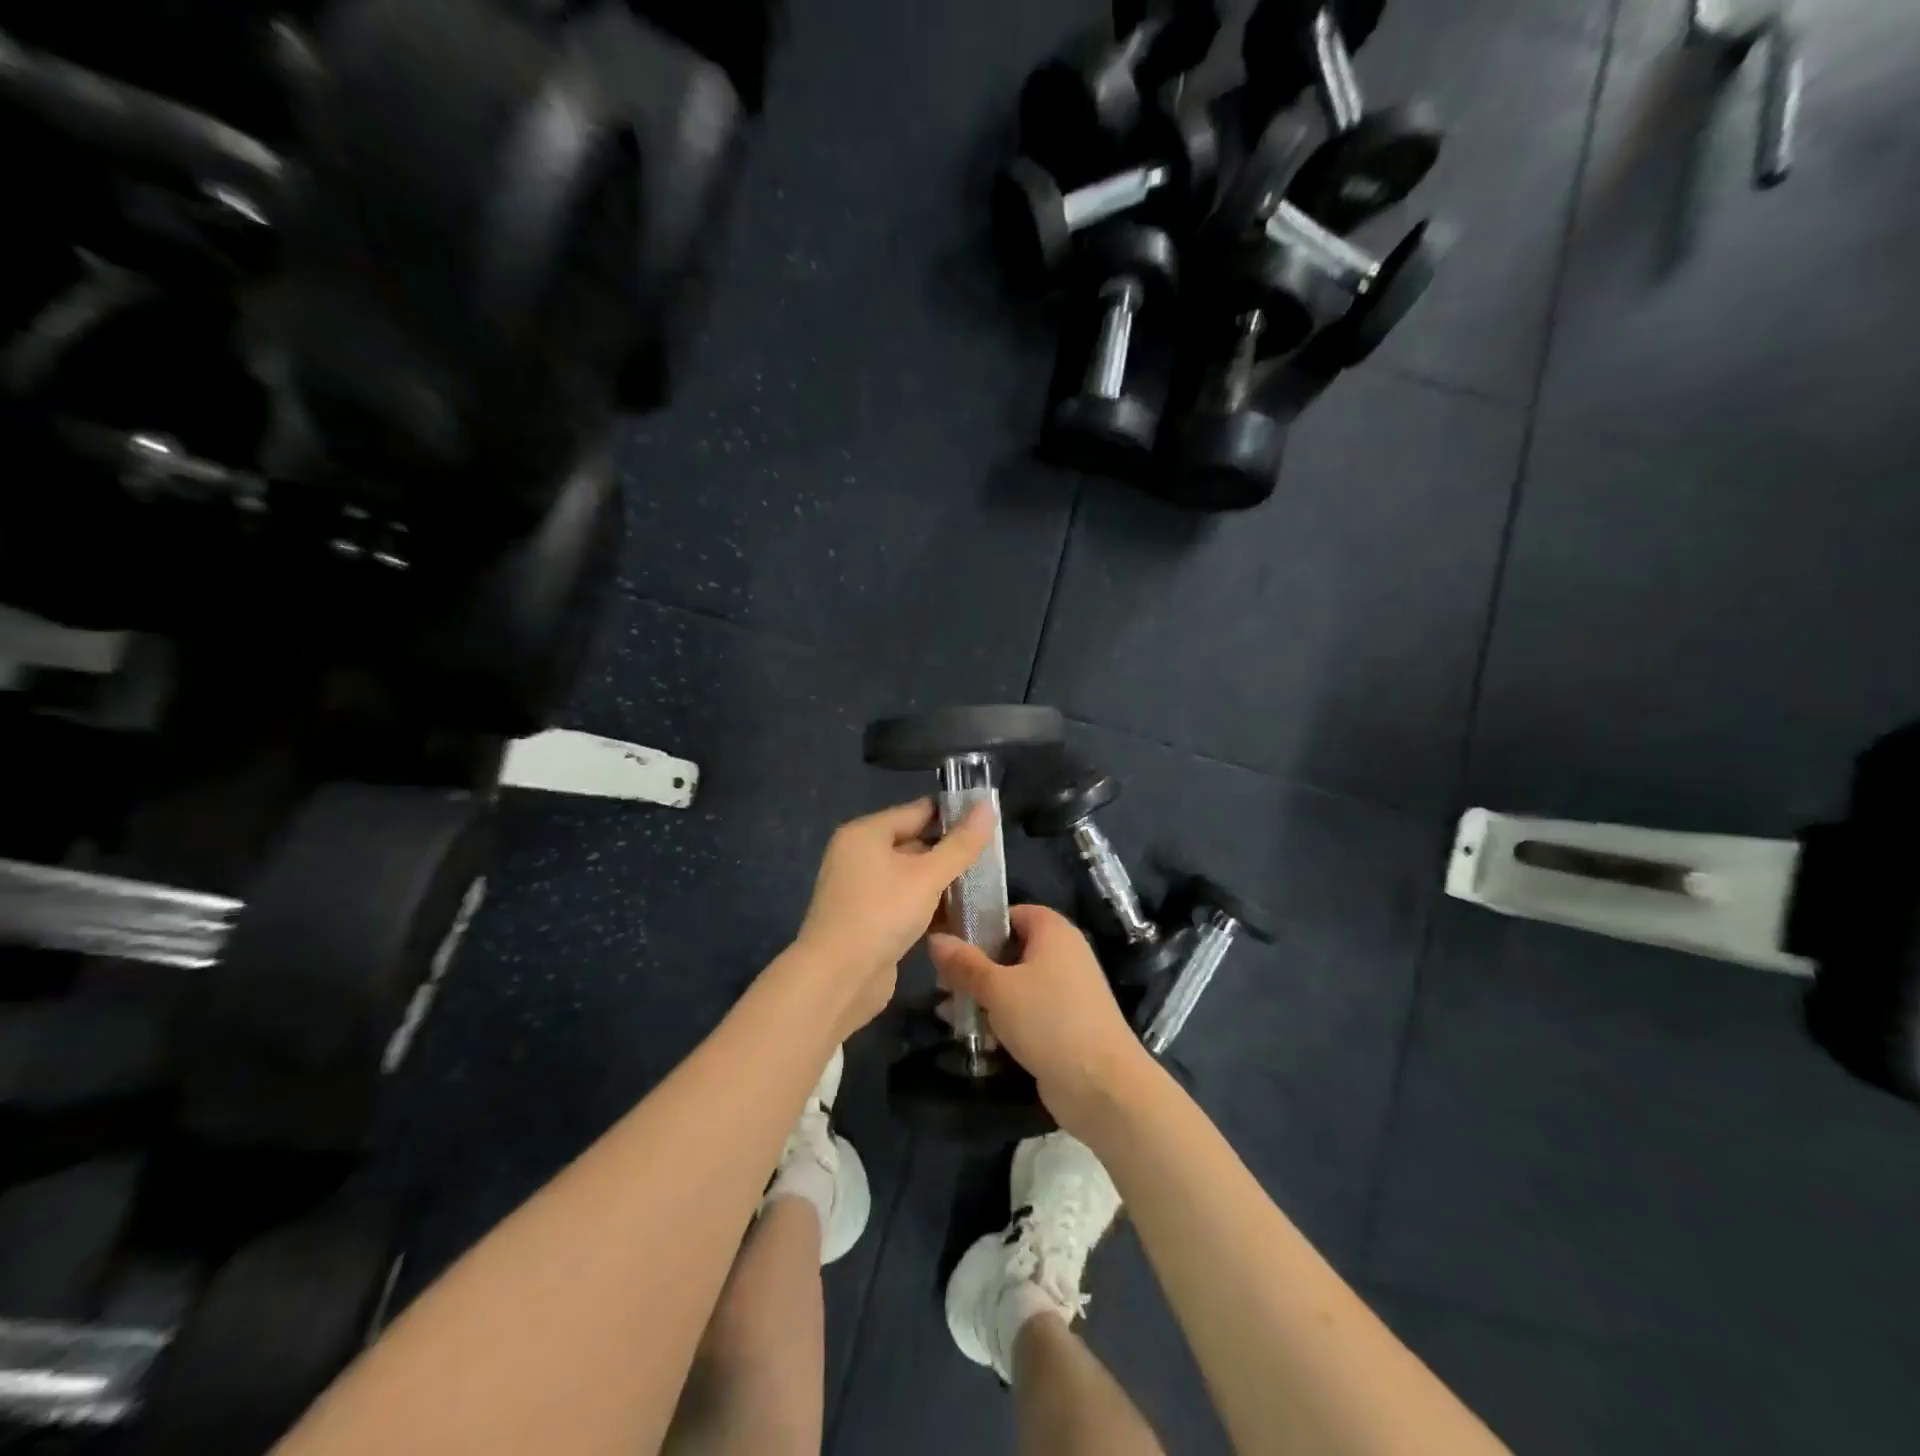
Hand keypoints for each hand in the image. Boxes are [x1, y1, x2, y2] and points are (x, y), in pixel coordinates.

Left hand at [795, 797, 995, 1038]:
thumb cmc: (882, 913)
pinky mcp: (868, 920)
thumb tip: (988, 806)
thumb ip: (961, 844)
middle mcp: (859, 856)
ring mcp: (862, 890)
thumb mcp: (928, 876)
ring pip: (911, 877)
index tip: (989, 821)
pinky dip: (929, 906)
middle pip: (914, 843)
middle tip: (992, 859)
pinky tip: (961, 916)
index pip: (917, 811)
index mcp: (866, 834)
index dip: (954, 814)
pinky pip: (905, 902)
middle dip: (951, 852)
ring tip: (984, 887)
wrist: (837, 978)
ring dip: (943, 883)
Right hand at [927, 904, 1152, 1135]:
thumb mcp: (997, 988)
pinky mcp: (1065, 1024)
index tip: (947, 943)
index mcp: (1053, 930)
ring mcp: (1066, 990)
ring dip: (984, 997)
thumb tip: (935, 938)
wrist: (1102, 1085)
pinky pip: (1027, 1011)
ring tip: (949, 1014)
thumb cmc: (1048, 1020)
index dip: (979, 924)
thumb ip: (964, 963)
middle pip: (1009, 949)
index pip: (1011, 913)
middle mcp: (1063, 953)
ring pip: (1015, 983)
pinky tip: (974, 1037)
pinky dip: (1003, 1019)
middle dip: (975, 967)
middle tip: (942, 985)